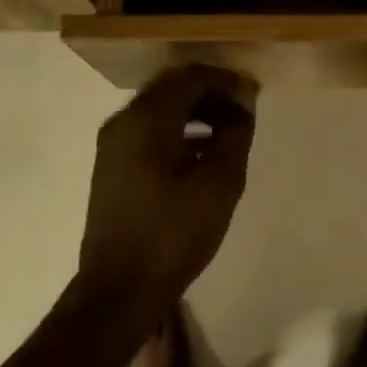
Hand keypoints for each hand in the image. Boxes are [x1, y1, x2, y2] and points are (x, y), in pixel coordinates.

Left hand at [78, 64, 257, 312]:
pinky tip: (202, 153)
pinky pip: (148, 131)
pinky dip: (178, 130)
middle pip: (172, 88)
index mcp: (146, 119)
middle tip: (244, 111)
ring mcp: (113, 144)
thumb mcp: (219, 183)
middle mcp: (123, 121)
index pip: (190, 77)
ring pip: (159, 109)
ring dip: (195, 111)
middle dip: (211, 93)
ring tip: (229, 131)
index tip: (254, 96)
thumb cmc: (174, 234)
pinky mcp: (112, 166)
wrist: (119, 289)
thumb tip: (242, 104)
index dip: (226, 81)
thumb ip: (234, 134)